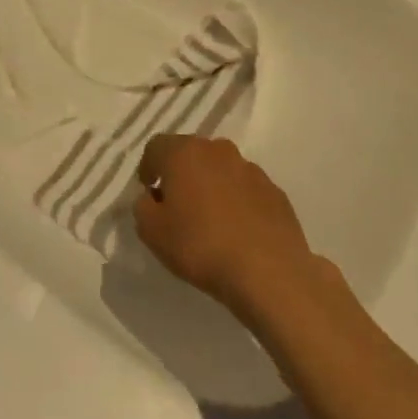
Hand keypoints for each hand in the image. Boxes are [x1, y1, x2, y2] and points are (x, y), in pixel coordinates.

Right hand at [134, 135, 318, 316]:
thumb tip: (152, 197)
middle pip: (190, 153)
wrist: (268, 271)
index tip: (149, 193)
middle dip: (180, 174)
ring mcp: (250, 168)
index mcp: (184, 153)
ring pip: (220, 169)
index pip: (156, 146)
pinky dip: (237, 201)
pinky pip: (246, 189)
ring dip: (211, 185)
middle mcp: (217, 150)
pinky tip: (237, 231)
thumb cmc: (200, 245)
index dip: (148, 168)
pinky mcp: (275, 190)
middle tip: (177, 205)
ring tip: (209, 220)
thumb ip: (142, 207)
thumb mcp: (152, 232)